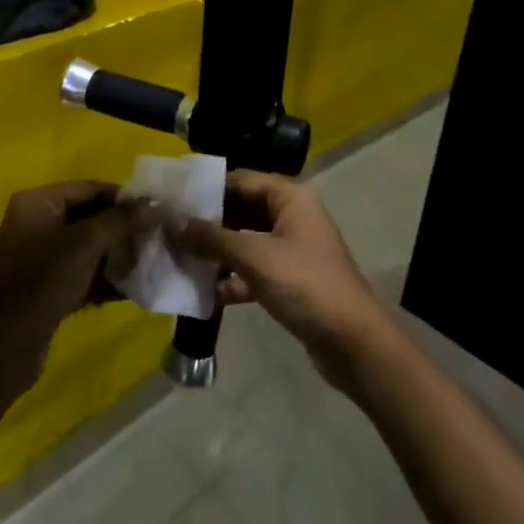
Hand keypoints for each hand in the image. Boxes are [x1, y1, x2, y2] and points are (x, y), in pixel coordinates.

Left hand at [0, 182, 144, 396]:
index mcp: (36, 203)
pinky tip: (134, 288)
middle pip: (89, 217)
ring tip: (151, 261)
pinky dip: (105, 278)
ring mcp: (39, 256)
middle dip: (122, 228)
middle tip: (157, 237)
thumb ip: (121, 220)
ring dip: (117, 254)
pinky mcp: (46, 286)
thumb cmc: (43, 281)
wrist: (7, 345)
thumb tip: (154, 203)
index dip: (123, 197)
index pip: (88, 188)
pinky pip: (82, 273)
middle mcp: (35, 223)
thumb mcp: (85, 244)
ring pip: (87, 247)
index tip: (156, 209)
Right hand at [178, 171, 390, 386]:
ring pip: (245, 241)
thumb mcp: (254, 257)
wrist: (353, 344)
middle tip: (170, 229)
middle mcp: (292, 217)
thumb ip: (212, 238)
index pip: (240, 180)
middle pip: (241, 209)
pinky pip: (253, 270)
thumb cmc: (305, 285)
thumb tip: (173, 222)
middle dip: (208, 222)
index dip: (207, 188)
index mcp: (290, 198)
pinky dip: (232, 278)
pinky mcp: (290, 281)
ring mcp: (292, 250)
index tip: (173, 198)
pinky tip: (205, 293)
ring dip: (217, 251)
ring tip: (180, 258)